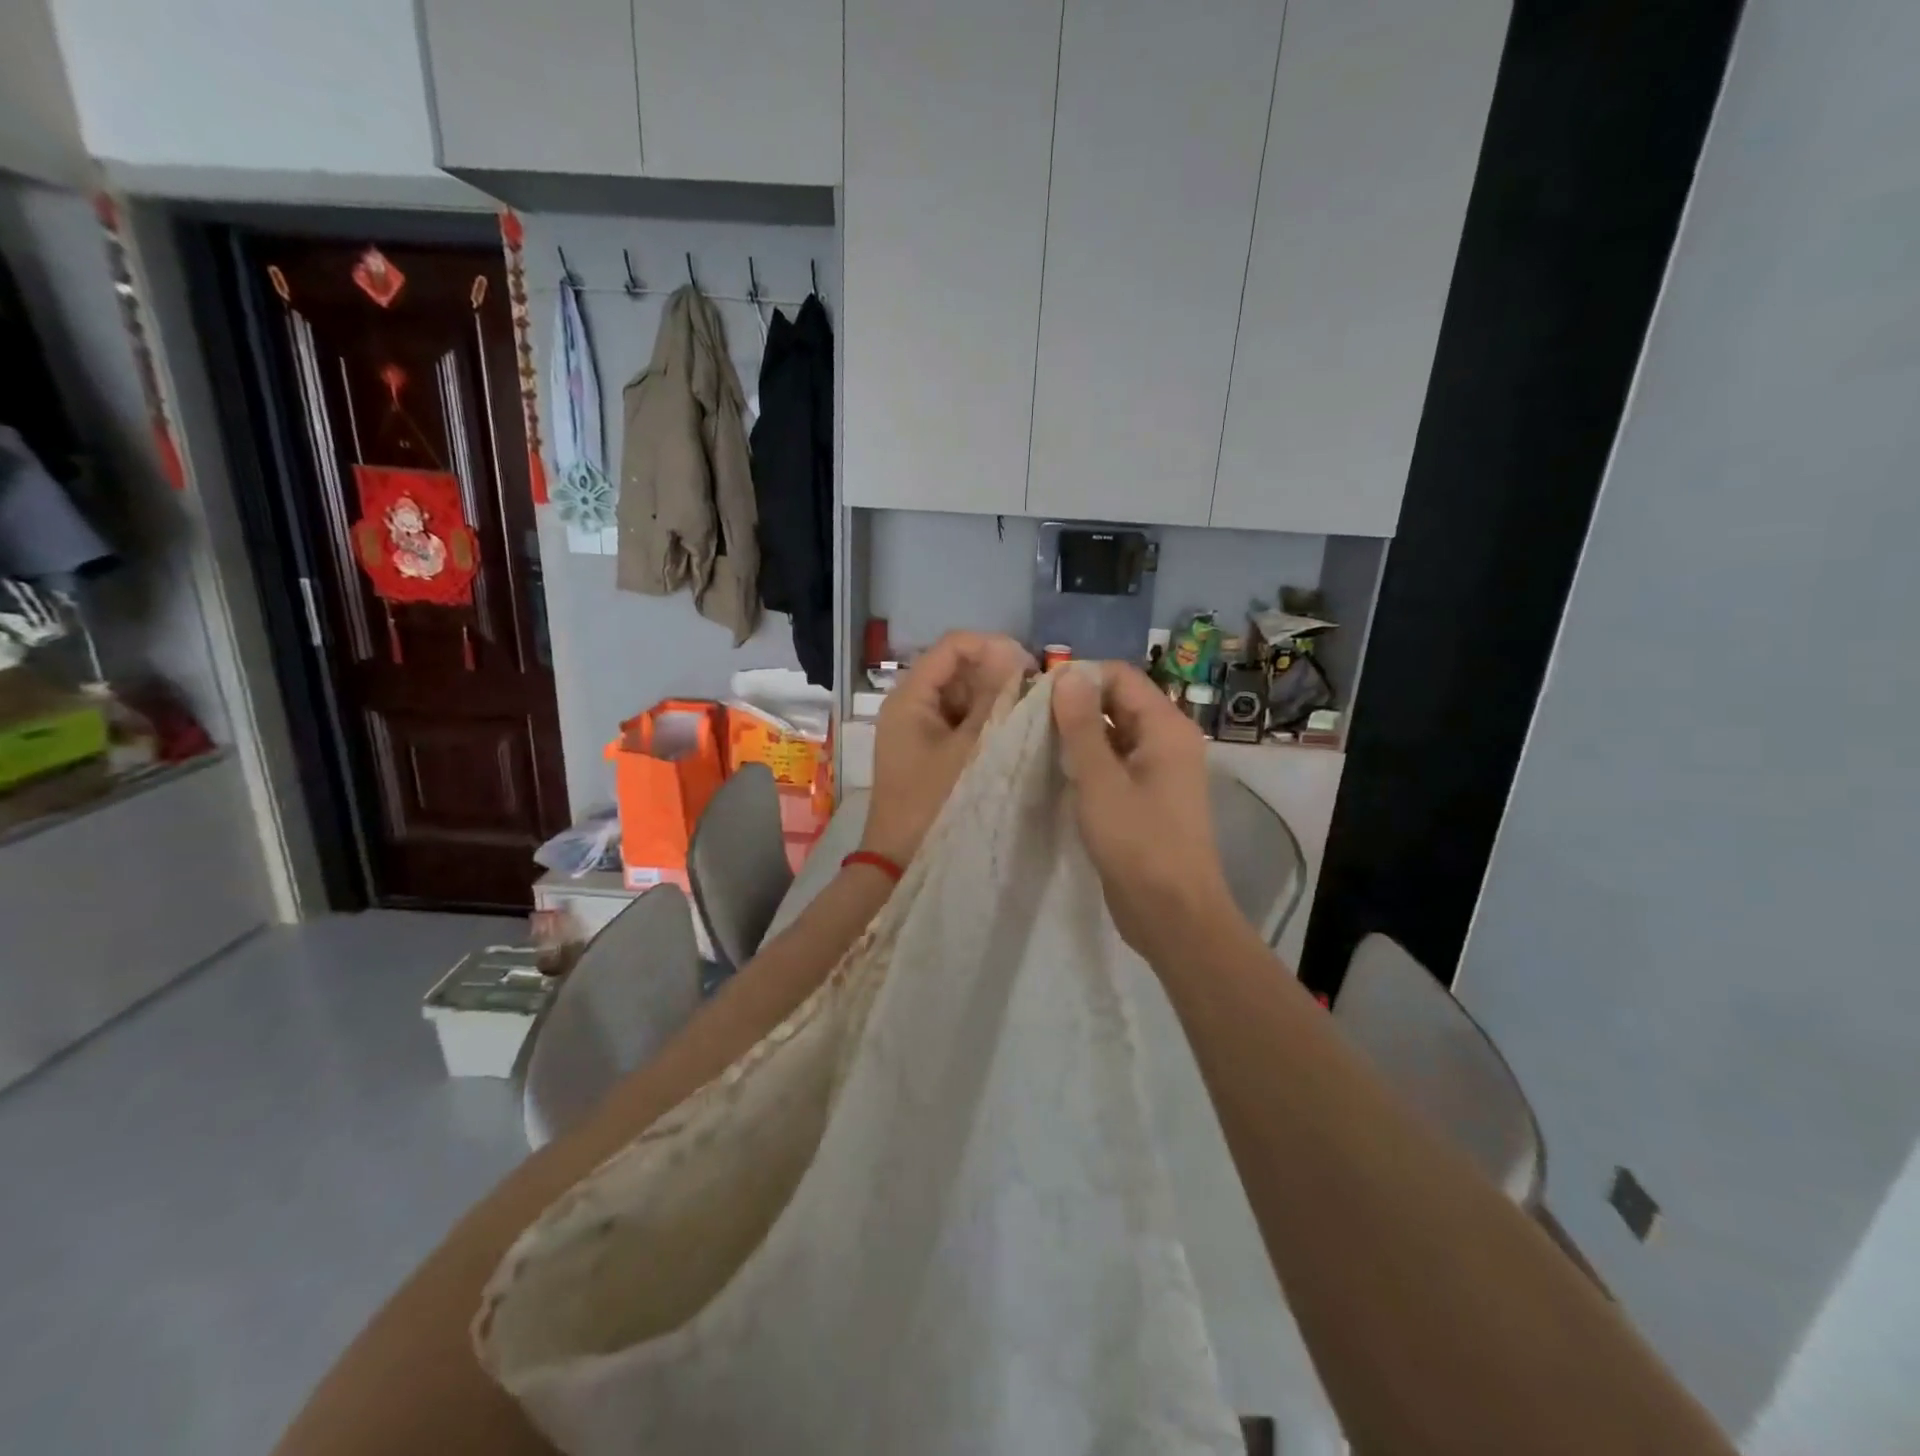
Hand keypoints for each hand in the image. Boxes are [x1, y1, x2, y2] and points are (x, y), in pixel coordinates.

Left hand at [858, 631, 1034, 866]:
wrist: (899, 861)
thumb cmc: (933, 803)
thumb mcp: (970, 749)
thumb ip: (993, 701)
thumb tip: (1016, 658)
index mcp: (910, 697)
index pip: (953, 646)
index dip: (993, 646)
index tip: (1030, 668)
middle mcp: (910, 704)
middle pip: (957, 668)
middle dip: (997, 673)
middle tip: (1035, 694)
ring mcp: (918, 728)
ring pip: (961, 695)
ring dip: (993, 698)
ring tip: (1028, 713)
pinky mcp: (928, 749)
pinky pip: (959, 720)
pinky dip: (984, 720)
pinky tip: (1011, 732)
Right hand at [1052, 662, 1237, 963]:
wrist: (1172, 914)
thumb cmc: (1138, 844)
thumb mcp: (1100, 781)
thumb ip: (1081, 725)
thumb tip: (1067, 673)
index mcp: (1166, 727)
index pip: (1121, 677)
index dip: (1080, 677)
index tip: (1037, 694)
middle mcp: (1168, 740)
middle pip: (1118, 702)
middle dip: (1075, 706)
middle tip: (1029, 720)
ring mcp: (1159, 770)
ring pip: (1114, 734)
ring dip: (1079, 735)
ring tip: (1035, 743)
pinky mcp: (1147, 797)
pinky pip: (1115, 763)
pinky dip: (1088, 761)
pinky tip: (1056, 772)